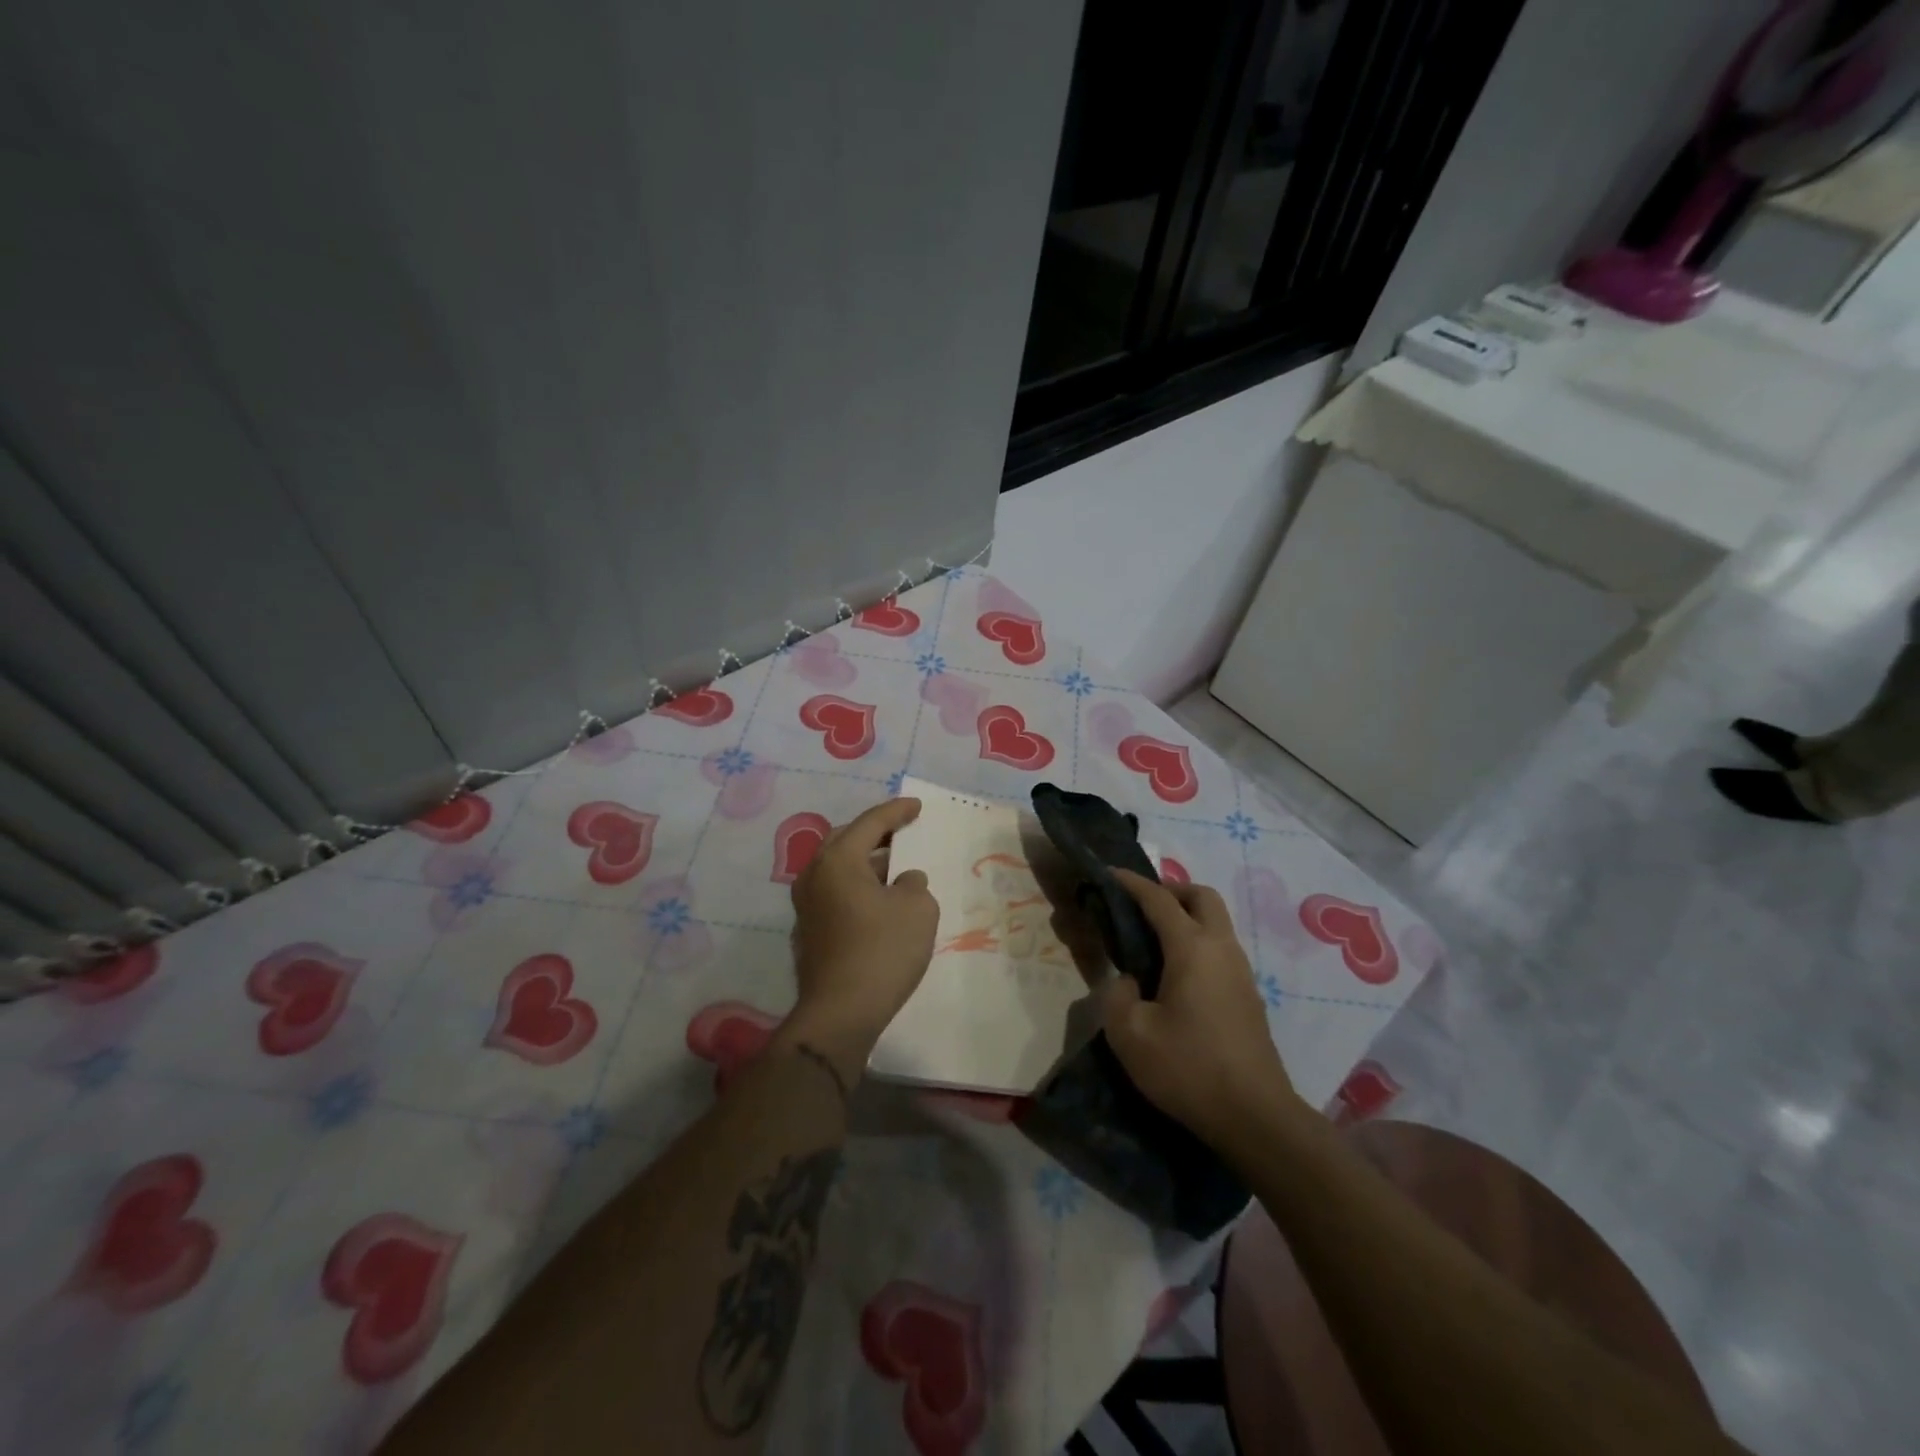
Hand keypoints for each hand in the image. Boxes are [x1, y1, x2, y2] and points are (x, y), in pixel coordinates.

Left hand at [780, 798, 938, 1078]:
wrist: (840, 1013)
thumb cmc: (882, 950)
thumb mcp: (918, 909)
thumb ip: (914, 884)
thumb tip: (902, 882)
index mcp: (838, 860)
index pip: (870, 823)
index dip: (897, 811)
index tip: (917, 806)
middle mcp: (814, 876)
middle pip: (846, 841)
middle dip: (875, 833)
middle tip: (901, 830)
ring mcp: (806, 906)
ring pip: (838, 870)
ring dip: (866, 863)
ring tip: (895, 867)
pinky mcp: (809, 933)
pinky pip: (836, 894)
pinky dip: (857, 888)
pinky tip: (879, 902)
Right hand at [1101, 869, 1298, 1146]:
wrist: (1256, 1118)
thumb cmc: (1188, 1069)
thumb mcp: (1130, 1034)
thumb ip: (1117, 995)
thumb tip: (1129, 982)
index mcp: (1192, 948)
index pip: (1159, 899)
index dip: (1131, 883)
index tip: (1108, 874)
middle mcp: (1222, 949)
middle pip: (1201, 897)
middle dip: (1170, 891)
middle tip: (1139, 907)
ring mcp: (1241, 972)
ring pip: (1216, 922)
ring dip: (1186, 917)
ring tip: (1151, 942)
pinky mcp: (1248, 996)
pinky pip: (1220, 949)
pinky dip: (1196, 943)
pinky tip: (1175, 976)